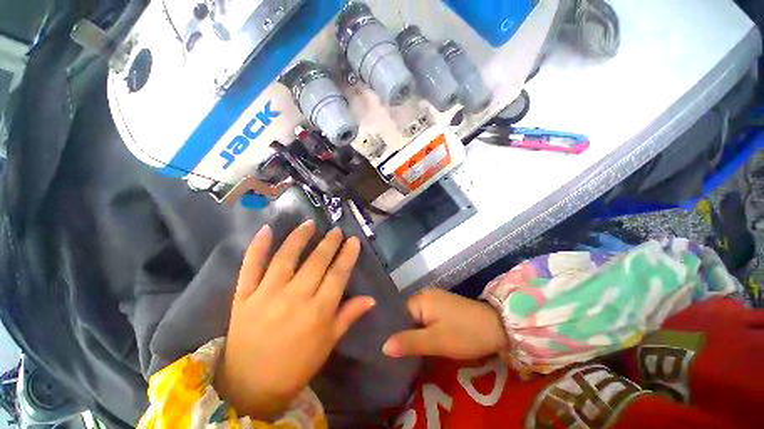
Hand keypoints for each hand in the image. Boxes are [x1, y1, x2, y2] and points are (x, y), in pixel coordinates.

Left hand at [215, 221, 374, 420]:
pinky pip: (249, 267)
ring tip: (310, 224)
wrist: (250, 386)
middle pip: (315, 263)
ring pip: (285, 258)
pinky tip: (266, 229)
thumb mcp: (328, 343)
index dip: (347, 255)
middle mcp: (293, 299)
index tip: (353, 240)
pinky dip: (257, 247)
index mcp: (317, 313)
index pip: (337, 276)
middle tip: (336, 230)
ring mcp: (265, 296)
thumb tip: (371, 299)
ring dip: (299, 238)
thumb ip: (348, 316)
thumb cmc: (297, 365)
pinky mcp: (242, 297)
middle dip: (329, 243)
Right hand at [383, 289, 507, 359]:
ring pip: (418, 318)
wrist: (498, 328)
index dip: (393, 331)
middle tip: (398, 355)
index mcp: (421, 299)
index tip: (389, 350)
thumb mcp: (436, 341)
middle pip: (408, 316)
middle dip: (404, 333)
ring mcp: (437, 300)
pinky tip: (424, 343)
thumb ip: (409, 342)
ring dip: (415, 333)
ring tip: (408, 352)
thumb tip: (383, 346)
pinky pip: (428, 318)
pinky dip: (425, 330)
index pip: (398, 314)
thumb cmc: (465, 333)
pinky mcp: (445, 307)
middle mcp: (426, 296)